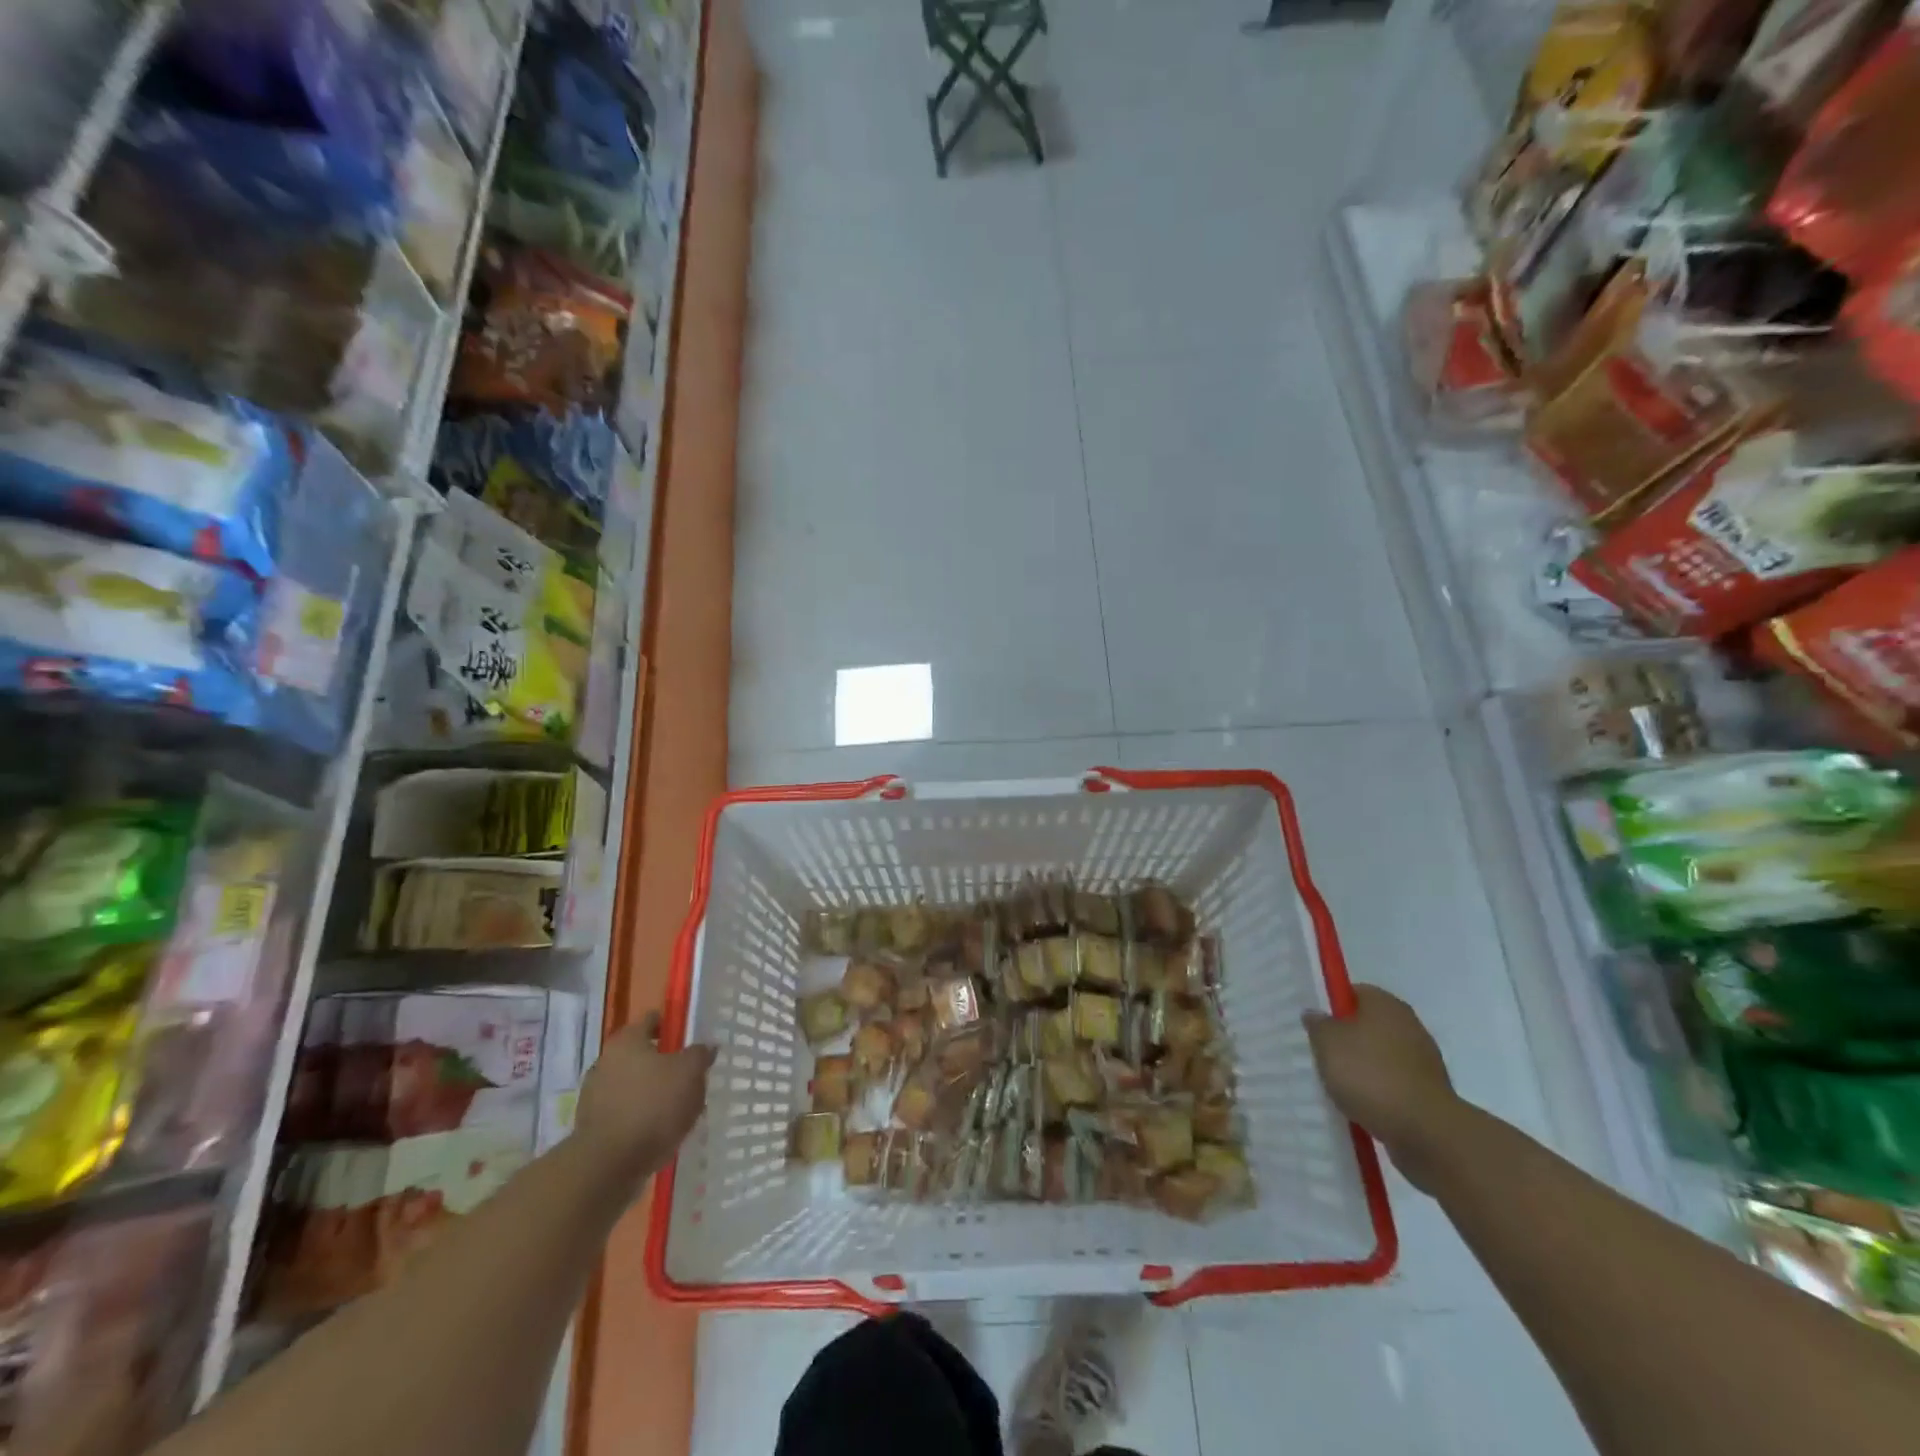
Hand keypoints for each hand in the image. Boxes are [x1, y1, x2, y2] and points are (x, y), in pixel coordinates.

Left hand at [575, 1012, 714, 1188]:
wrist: (607, 1167)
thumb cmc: (652, 1107)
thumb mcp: (690, 1073)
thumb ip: (700, 1054)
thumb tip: (705, 1046)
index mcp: (626, 1040)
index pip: (652, 1020)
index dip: (674, 1027)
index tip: (692, 1041)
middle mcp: (605, 1062)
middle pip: (643, 1055)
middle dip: (666, 1065)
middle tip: (690, 1079)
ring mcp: (594, 1096)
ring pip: (634, 1086)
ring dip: (654, 1094)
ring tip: (679, 1112)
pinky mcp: (592, 1127)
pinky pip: (625, 1113)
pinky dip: (642, 1118)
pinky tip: (660, 1133)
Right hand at [1304, 986, 1462, 1190]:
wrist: (1426, 1132)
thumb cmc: (1370, 1075)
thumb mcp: (1327, 1043)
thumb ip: (1318, 1024)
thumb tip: (1316, 1013)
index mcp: (1385, 1004)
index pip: (1353, 992)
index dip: (1331, 1006)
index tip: (1315, 1026)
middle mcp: (1408, 1024)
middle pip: (1368, 1024)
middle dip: (1345, 1039)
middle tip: (1321, 1055)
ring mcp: (1423, 1060)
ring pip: (1380, 1055)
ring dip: (1361, 1067)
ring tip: (1338, 1085)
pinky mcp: (1428, 1092)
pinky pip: (1393, 1083)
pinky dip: (1378, 1091)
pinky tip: (1361, 1105)